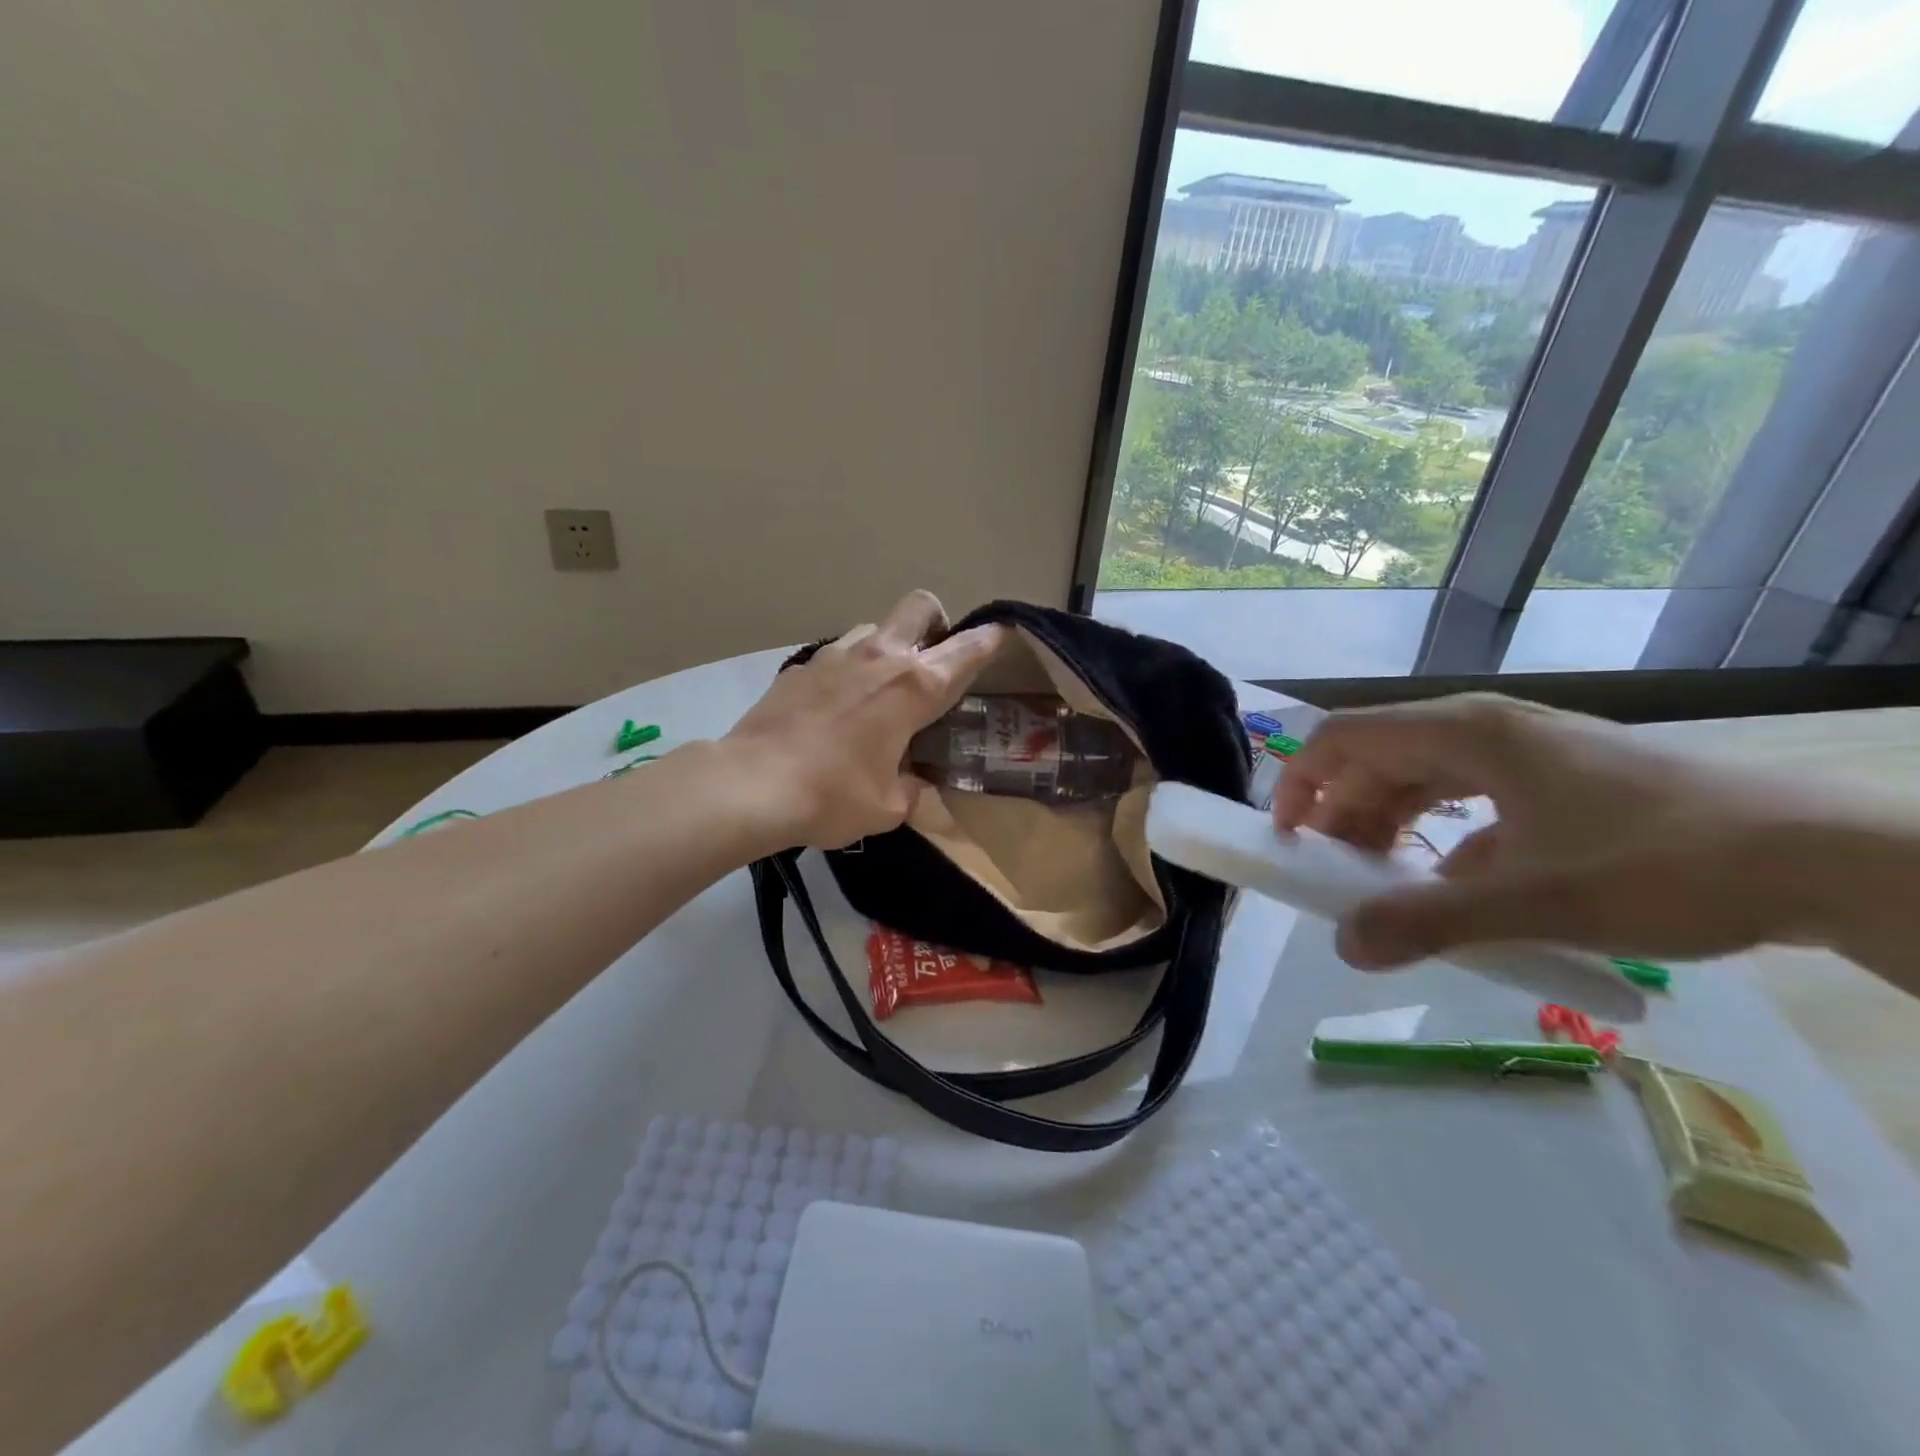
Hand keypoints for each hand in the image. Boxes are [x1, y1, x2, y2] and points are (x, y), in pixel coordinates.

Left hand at [725, 591, 1006, 849]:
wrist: (752, 785)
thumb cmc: (832, 796)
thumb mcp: (888, 807)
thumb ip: (913, 790)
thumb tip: (915, 782)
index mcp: (914, 688)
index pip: (966, 650)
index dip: (989, 639)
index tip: (1001, 633)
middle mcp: (879, 658)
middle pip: (920, 607)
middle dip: (936, 621)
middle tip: (933, 658)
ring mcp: (834, 656)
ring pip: (874, 627)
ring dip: (888, 646)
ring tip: (880, 687)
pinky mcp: (800, 668)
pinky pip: (836, 655)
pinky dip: (847, 671)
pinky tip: (835, 708)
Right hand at [1274, 694, 1826, 968]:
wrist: (1829, 862)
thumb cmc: (1668, 865)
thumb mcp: (1537, 900)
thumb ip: (1429, 921)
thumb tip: (1344, 946)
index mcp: (1469, 732)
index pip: (1346, 737)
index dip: (1302, 780)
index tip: (1287, 837)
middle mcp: (1488, 728)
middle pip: (1379, 756)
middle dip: (1341, 811)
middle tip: (1330, 872)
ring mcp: (1527, 752)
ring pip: (1423, 776)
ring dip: (1388, 822)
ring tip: (1379, 878)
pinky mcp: (1558, 779)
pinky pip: (1468, 797)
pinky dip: (1439, 834)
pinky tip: (1451, 883)